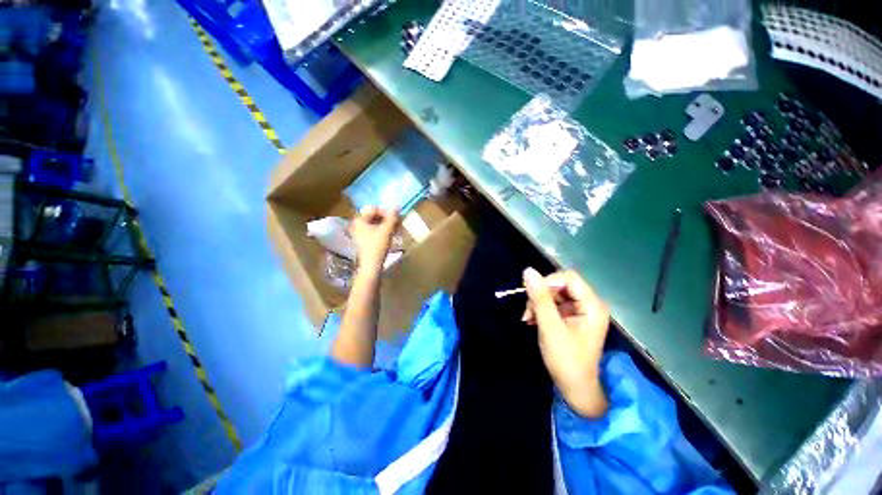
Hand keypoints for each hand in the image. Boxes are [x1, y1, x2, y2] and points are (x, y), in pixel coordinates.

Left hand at [351, 206, 399, 272]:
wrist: (371, 266)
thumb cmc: (377, 246)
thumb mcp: (386, 230)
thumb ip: (392, 217)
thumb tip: (397, 206)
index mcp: (360, 220)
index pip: (374, 209)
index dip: (386, 212)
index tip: (396, 218)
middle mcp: (358, 224)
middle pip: (375, 216)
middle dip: (388, 218)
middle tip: (399, 222)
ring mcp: (361, 233)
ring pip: (376, 224)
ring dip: (388, 225)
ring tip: (398, 229)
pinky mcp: (365, 240)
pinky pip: (376, 230)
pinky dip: (384, 230)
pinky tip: (393, 234)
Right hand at [523, 268, 609, 417]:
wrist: (575, 389)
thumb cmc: (566, 360)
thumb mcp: (550, 327)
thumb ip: (540, 298)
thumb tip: (528, 271)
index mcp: (592, 305)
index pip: (569, 278)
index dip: (548, 282)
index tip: (532, 296)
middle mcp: (589, 304)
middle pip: (561, 285)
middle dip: (541, 295)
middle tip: (528, 312)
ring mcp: (580, 311)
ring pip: (554, 294)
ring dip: (538, 303)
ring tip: (528, 318)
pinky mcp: (572, 317)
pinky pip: (553, 304)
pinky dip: (540, 310)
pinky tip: (532, 320)